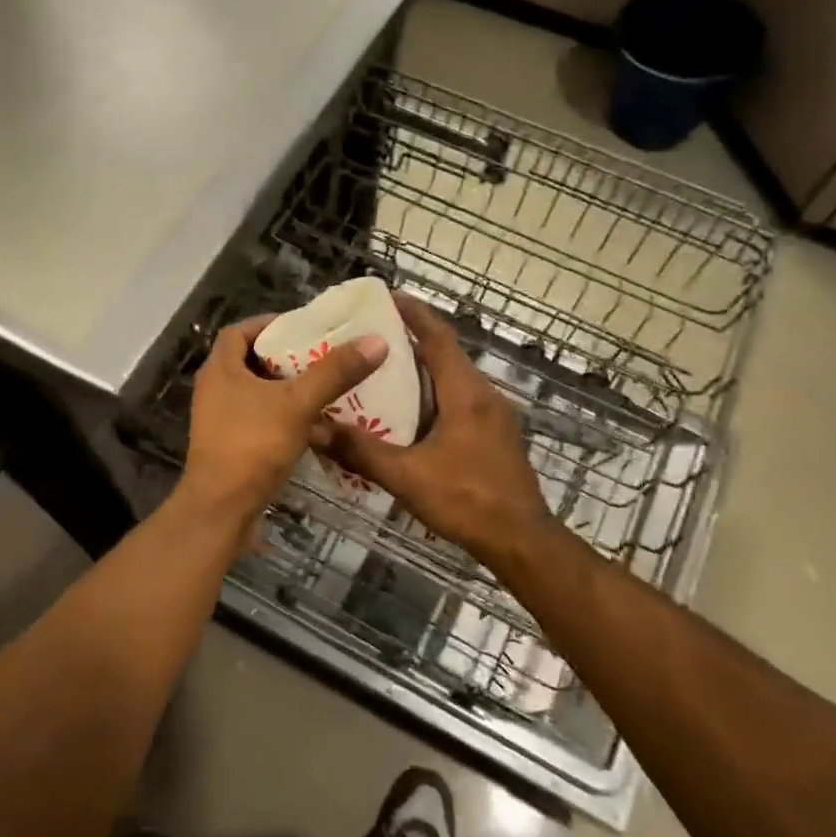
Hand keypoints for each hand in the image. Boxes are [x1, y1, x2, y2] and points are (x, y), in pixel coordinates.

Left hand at [180, 313, 385, 522]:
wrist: (222, 509)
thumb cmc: (253, 446)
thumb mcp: (298, 403)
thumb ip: (334, 372)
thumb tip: (375, 341)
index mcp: (220, 370)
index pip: (240, 331)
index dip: (269, 324)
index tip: (303, 326)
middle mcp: (214, 390)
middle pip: (249, 361)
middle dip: (285, 357)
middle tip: (322, 355)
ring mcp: (219, 420)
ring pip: (255, 393)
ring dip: (285, 388)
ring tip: (324, 386)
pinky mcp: (229, 446)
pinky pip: (258, 419)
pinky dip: (282, 415)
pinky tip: (312, 423)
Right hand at [320, 296, 556, 570]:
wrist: (521, 539)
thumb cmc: (466, 500)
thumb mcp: (406, 476)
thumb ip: (360, 451)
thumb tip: (314, 429)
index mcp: (465, 392)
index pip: (438, 337)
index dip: (414, 314)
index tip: (386, 297)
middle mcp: (483, 394)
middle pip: (445, 354)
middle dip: (410, 340)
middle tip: (370, 336)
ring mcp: (493, 415)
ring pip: (453, 379)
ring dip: (421, 369)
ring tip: (381, 371)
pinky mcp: (494, 435)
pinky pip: (459, 400)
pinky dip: (432, 394)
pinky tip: (407, 414)